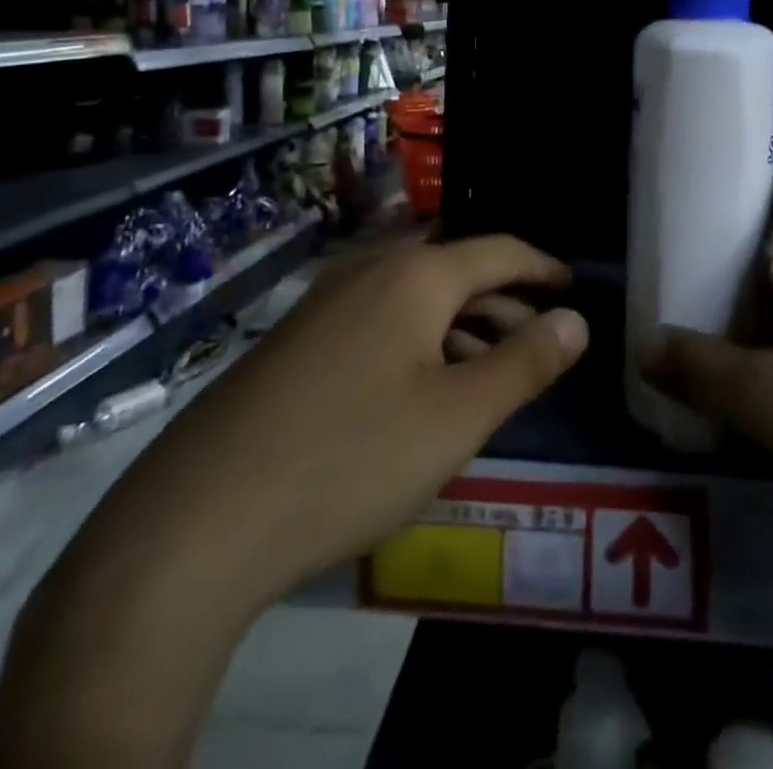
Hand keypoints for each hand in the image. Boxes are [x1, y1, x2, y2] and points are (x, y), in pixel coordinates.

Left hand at [66, 236, 587, 611]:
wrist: (197, 521)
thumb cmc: (351, 457)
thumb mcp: (458, 416)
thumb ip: (526, 363)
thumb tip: (576, 321)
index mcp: (415, 275)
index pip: (499, 251)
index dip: (542, 267)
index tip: (572, 288)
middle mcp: (368, 272)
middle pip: (456, 272)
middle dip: (505, 303)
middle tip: (540, 340)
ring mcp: (323, 304)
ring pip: (415, 300)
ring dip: (462, 327)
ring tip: (490, 372)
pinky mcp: (294, 342)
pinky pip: (377, 324)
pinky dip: (417, 343)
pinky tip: (421, 391)